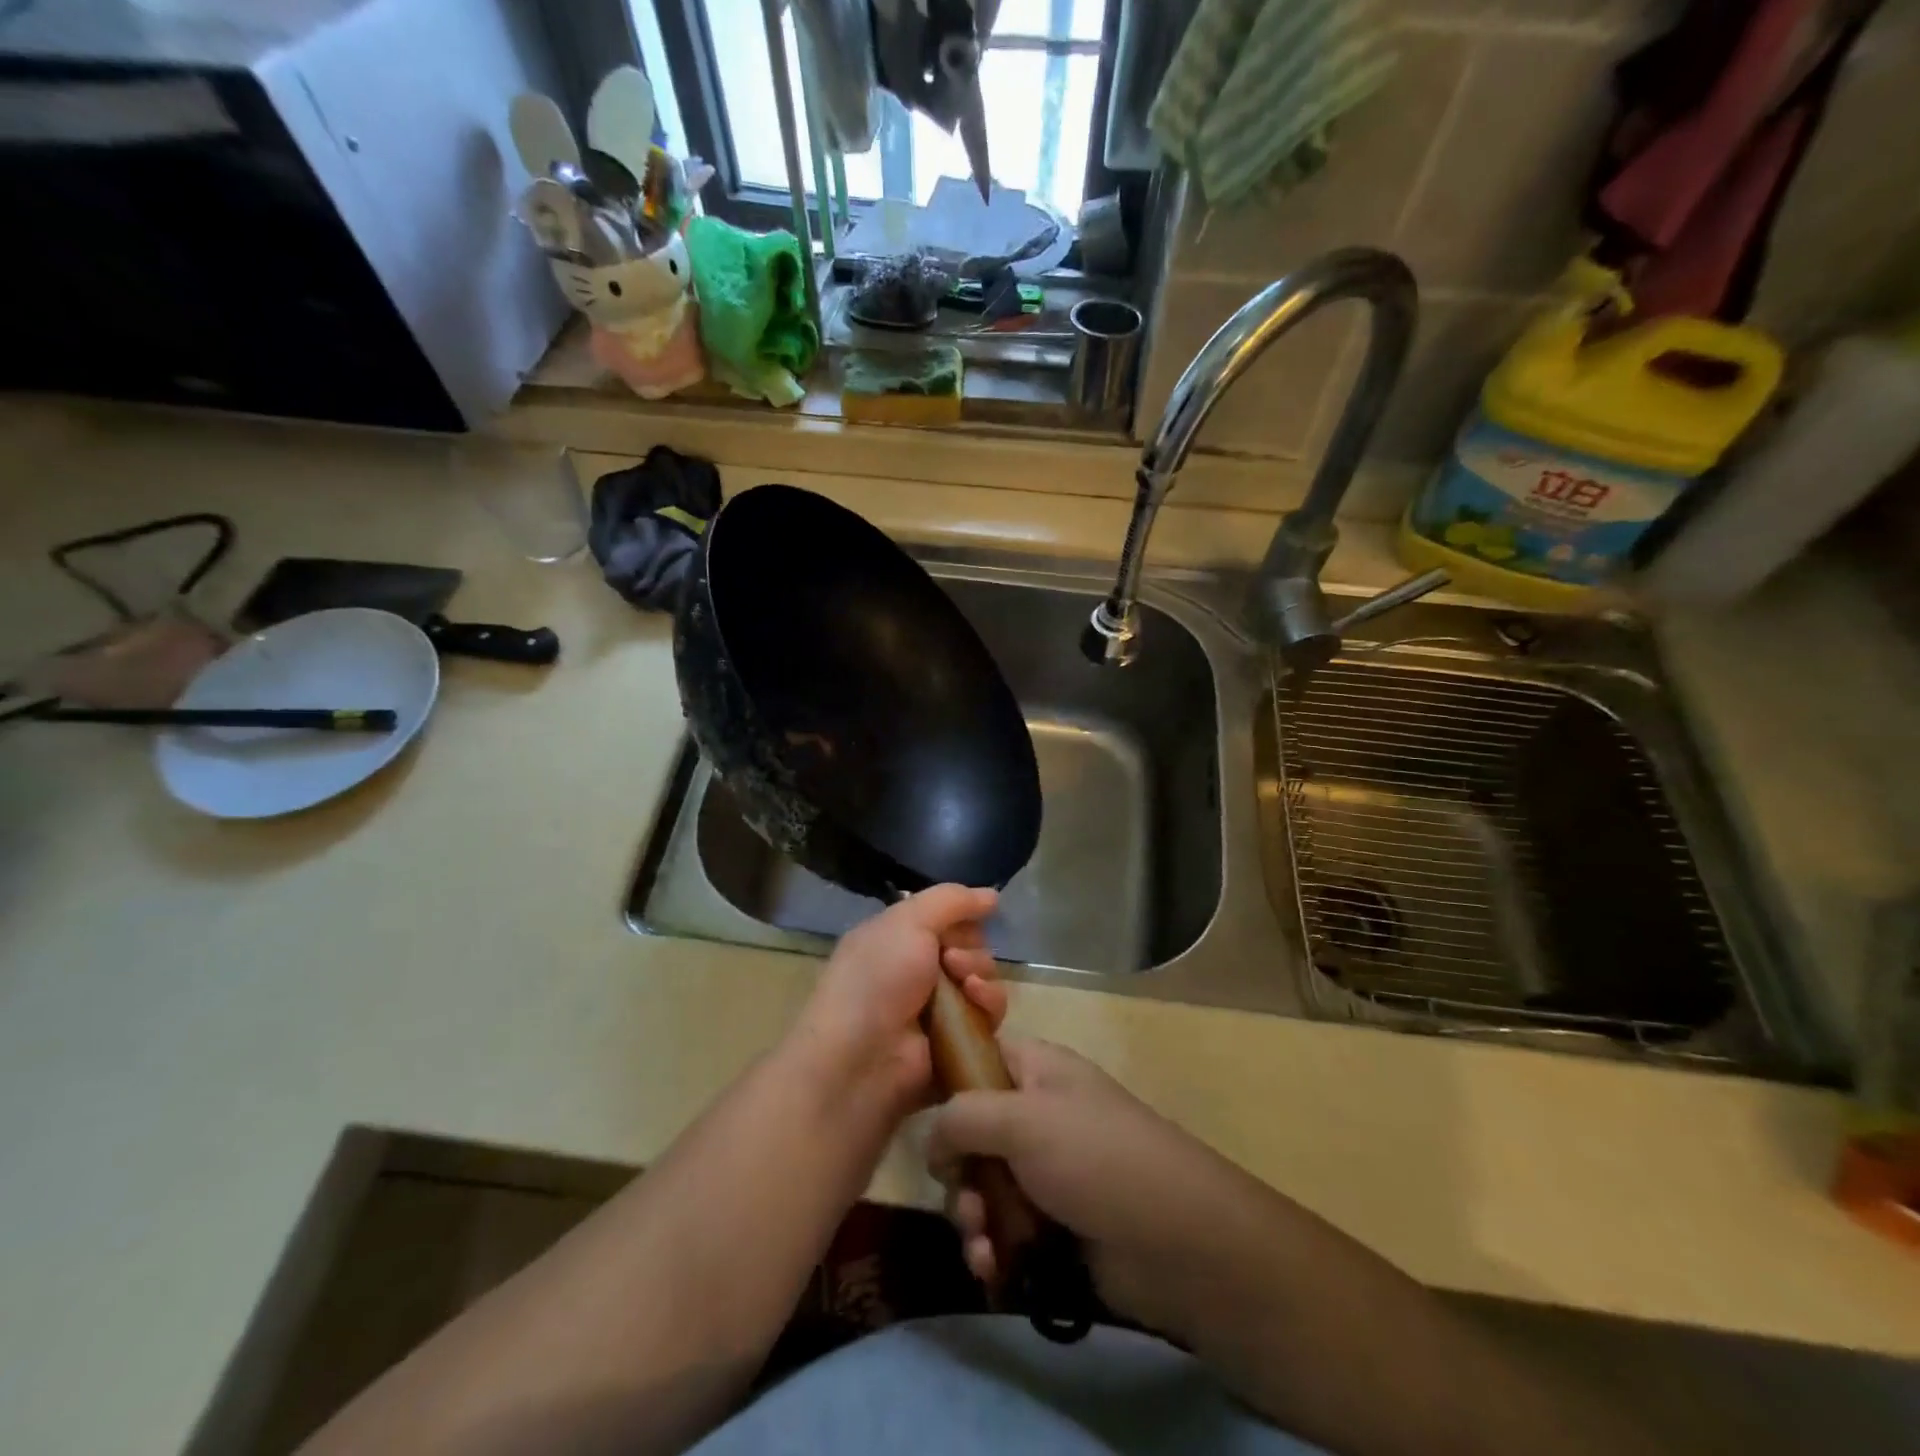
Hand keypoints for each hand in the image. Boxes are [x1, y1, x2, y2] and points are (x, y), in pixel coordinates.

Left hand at [789, 885, 1004, 1113]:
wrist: (862, 1057)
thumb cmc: (877, 978)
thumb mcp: (908, 921)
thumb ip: (951, 900)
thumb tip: (993, 895)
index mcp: (899, 939)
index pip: (948, 918)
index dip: (962, 917)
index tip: (965, 920)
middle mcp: (919, 970)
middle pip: (972, 947)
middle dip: (971, 948)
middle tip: (951, 961)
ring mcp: (940, 1007)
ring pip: (985, 978)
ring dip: (981, 974)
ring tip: (963, 986)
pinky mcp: (959, 1040)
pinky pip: (990, 1013)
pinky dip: (988, 1003)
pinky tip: (975, 1003)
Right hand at [926, 1038, 1281, 1340]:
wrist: (1177, 1241)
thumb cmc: (1095, 1158)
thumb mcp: (1022, 1119)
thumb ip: (962, 1117)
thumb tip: (932, 1140)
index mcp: (1035, 1069)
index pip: (975, 1058)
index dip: (944, 1080)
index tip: (916, 1112)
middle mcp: (1036, 1113)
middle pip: (969, 1130)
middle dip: (957, 1170)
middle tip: (964, 1197)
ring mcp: (1045, 1168)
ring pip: (980, 1183)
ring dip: (970, 1215)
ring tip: (982, 1243)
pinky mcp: (1052, 1221)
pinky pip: (1002, 1227)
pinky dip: (991, 1245)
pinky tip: (992, 1268)